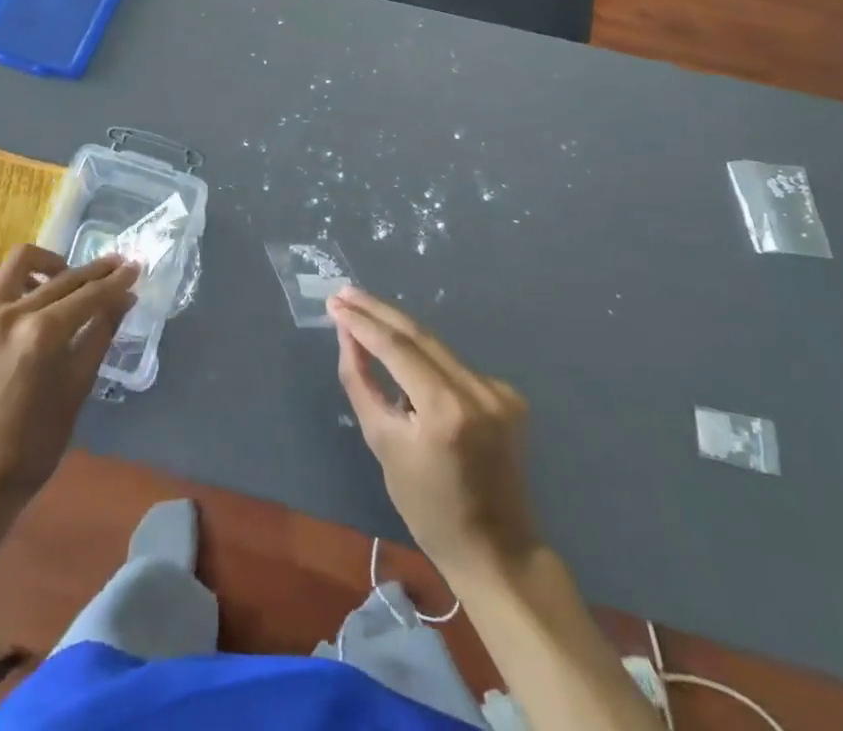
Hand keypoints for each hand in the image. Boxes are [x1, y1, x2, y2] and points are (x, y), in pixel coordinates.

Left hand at [0, 246, 137, 522]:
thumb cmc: (33, 445)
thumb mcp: (77, 390)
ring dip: (49, 264)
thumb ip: (100, 336)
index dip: (116, 281)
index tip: (135, 267)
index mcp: (42, 335)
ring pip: (19, 262)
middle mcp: (10, 314)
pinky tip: (28, 296)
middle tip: (116, 266)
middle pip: (61, 278)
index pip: (89, 295)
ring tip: (65, 280)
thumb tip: (124, 299)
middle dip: (94, 271)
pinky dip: (14, 279)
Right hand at [329, 285, 539, 584]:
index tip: (335, 304)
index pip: (396, 347)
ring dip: (399, 330)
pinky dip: (426, 358)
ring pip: (436, 347)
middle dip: (378, 311)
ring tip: (363, 310)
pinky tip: (403, 356)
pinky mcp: (508, 395)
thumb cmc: (428, 507)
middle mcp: (477, 390)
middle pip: (419, 335)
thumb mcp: (383, 443)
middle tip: (344, 293)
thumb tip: (347, 335)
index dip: (362, 323)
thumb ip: (361, 382)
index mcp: (446, 409)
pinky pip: (454, 366)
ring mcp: (498, 390)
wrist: (496, 550)